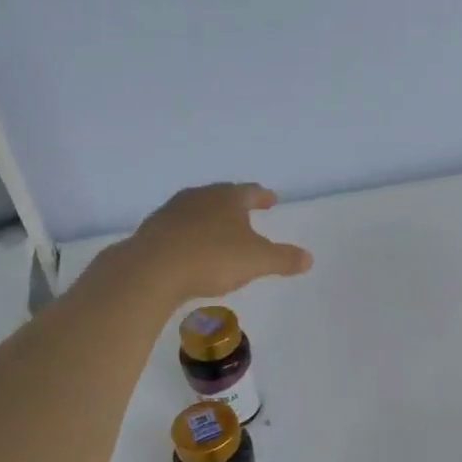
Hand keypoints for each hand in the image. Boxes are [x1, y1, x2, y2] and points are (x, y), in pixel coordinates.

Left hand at [121, 183, 312, 302]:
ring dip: (210, 218)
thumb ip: (284, 259)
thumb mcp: (257, 261)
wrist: (153, 269)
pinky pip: (178, 228)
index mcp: (228, 198)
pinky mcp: (153, 230)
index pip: (250, 192)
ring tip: (219, 230)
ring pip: (197, 209)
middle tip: (246, 211)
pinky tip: (191, 248)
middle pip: (222, 196)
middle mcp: (199, 197)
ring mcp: (172, 212)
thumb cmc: (212, 258)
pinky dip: (190, 234)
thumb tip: (309, 258)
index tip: (271, 199)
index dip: (263, 196)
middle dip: (235, 204)